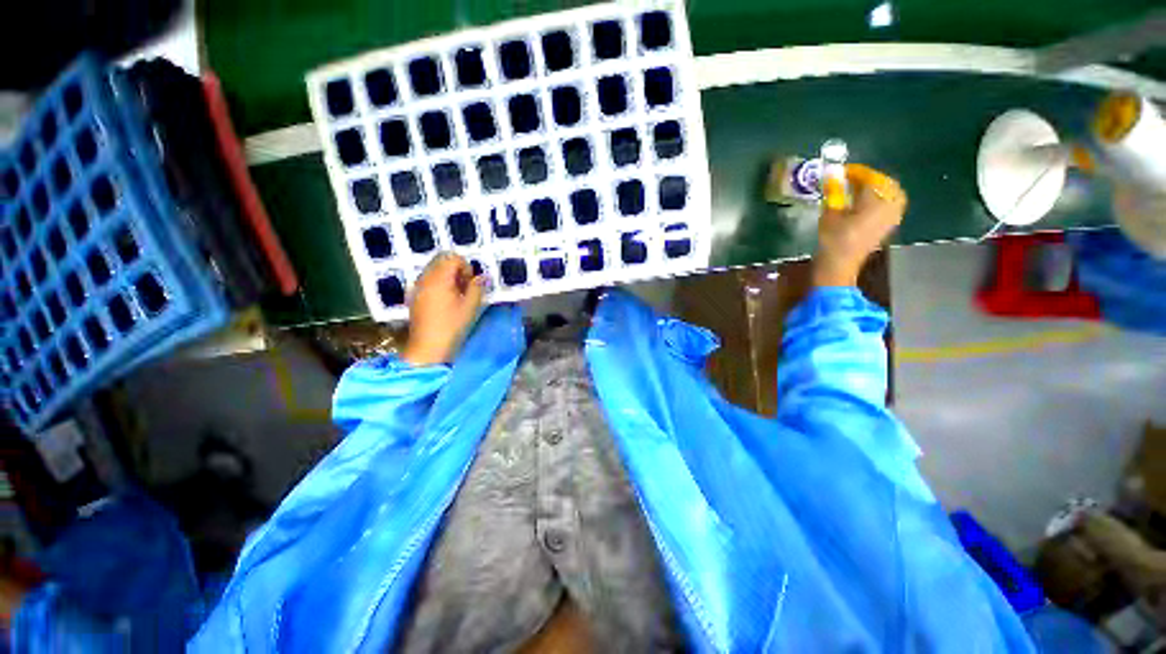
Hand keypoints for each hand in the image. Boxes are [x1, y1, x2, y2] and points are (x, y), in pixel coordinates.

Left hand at [401, 253, 485, 365]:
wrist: (428, 347)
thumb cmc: (452, 326)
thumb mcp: (471, 306)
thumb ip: (477, 287)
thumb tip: (481, 277)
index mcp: (439, 278)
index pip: (453, 258)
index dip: (466, 267)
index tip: (470, 284)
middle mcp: (425, 277)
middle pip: (441, 260)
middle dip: (456, 269)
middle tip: (465, 287)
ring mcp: (417, 286)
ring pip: (434, 269)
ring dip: (447, 276)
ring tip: (456, 295)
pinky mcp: (414, 295)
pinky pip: (427, 279)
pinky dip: (438, 283)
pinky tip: (445, 301)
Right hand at [814, 164, 906, 286]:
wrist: (840, 265)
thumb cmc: (833, 239)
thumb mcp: (829, 214)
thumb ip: (834, 193)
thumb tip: (833, 175)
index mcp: (875, 201)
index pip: (870, 178)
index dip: (856, 172)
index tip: (842, 171)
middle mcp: (890, 205)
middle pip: (885, 183)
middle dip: (870, 179)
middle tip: (853, 179)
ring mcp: (892, 216)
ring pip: (891, 194)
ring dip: (877, 188)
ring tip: (859, 190)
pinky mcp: (888, 226)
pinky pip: (890, 205)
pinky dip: (880, 199)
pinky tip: (865, 203)